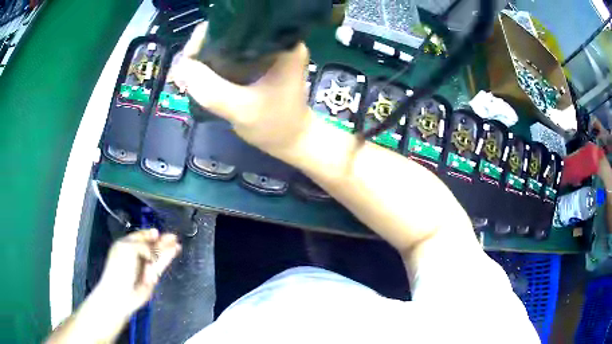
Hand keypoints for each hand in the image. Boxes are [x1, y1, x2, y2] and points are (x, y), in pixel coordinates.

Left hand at [96, 229, 180, 318]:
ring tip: (177, 242)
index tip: (157, 232)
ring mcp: (144, 266)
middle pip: (150, 245)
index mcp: (126, 245)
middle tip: (173, 237)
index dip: (148, 234)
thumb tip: (153, 253)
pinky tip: (174, 251)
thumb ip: (143, 246)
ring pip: (157, 255)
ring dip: (167, 248)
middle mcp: (135, 254)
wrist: (122, 293)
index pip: (139, 237)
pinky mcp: (152, 276)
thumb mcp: (128, 249)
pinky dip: (167, 258)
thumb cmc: (120, 268)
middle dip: (161, 240)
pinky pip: (160, 265)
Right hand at [173, 23, 312, 158]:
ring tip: (186, 77)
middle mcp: (273, 41)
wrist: (291, 140)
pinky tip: (198, 79)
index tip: (188, 57)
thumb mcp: (241, 110)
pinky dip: (212, 67)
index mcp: (280, 43)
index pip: (237, 25)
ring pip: (225, 46)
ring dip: (203, 60)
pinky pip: (228, 58)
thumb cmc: (275, 125)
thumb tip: (180, 66)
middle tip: (183, 72)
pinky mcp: (257, 63)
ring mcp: (265, 52)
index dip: (207, 37)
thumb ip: (210, 89)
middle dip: (201, 50)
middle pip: (228, 33)